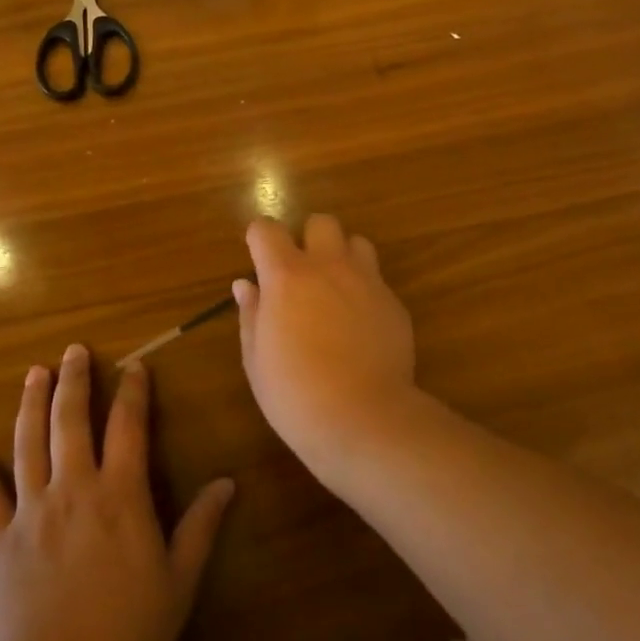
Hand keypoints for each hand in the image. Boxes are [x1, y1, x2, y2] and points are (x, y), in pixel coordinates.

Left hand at [0, 345, 233, 640]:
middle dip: (74, 381)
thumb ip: (201, 526)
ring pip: (29, 444)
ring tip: (33, 374)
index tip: (134, 366)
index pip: (128, 426)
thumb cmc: (127, 631)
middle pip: (71, 421)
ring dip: (31, 405)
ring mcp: (31, 512)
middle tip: (73, 350)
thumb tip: (228, 482)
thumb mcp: (179, 580)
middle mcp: (74, 489)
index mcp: (120, 494)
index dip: (133, 391)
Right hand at [236, 215, 420, 474]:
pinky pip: (377, 280)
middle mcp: (329, 267)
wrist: (363, 418)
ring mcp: (367, 281)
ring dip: (342, 256)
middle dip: (308, 238)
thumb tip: (246, 285)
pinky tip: (359, 325)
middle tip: (301, 273)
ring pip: (357, 242)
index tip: (258, 258)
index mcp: (287, 276)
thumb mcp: (257, 359)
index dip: (259, 238)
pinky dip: (364, 290)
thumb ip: (251, 314)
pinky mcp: (394, 303)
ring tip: (334, 289)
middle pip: (321, 222)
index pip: (267, 229)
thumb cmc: (295, 394)